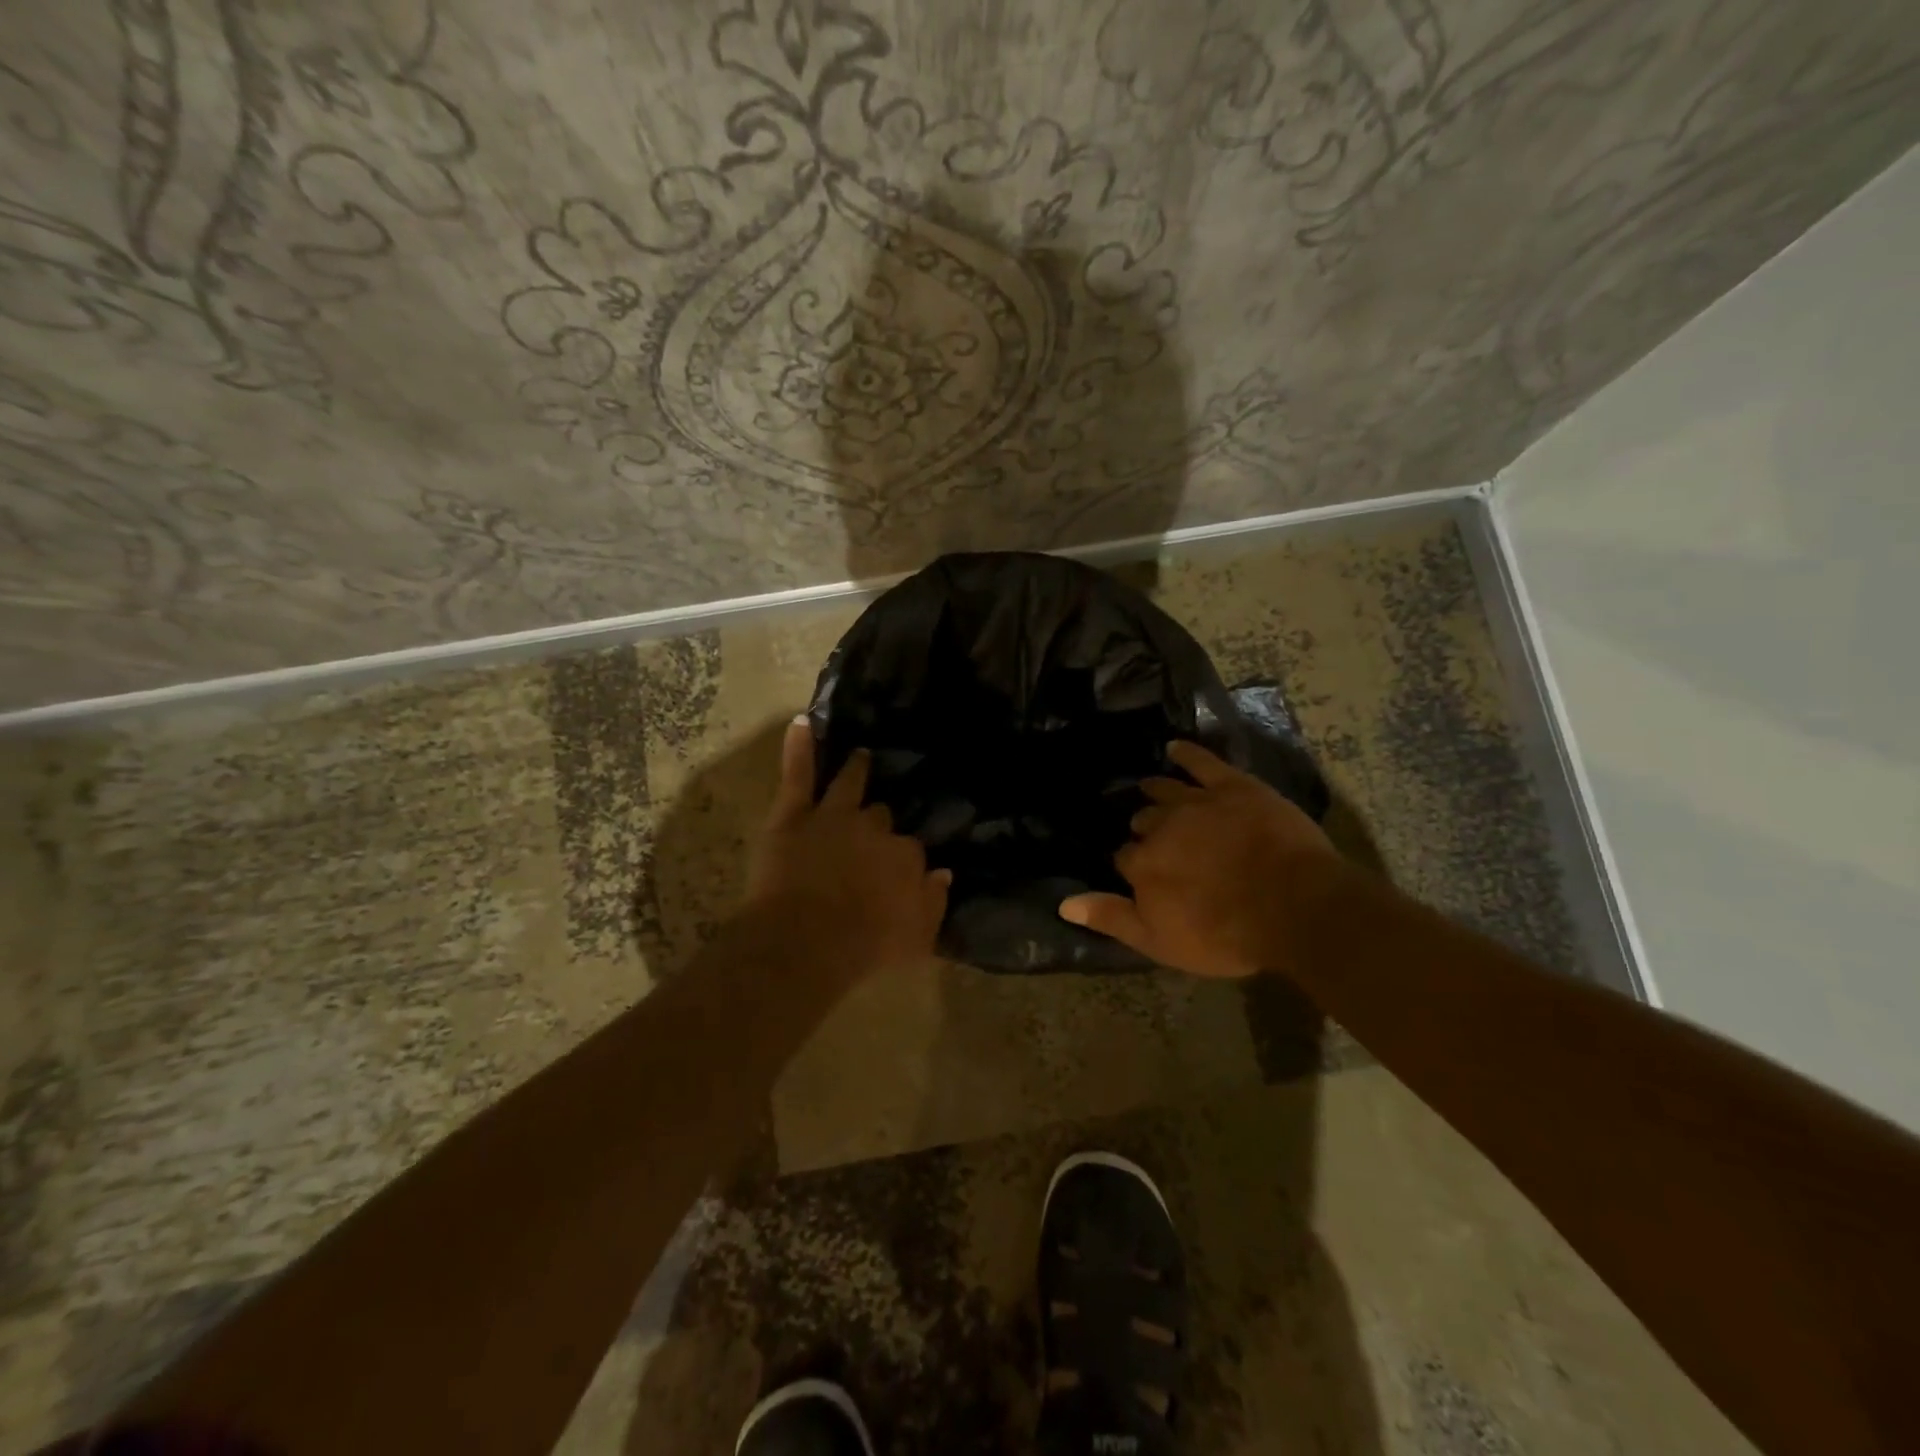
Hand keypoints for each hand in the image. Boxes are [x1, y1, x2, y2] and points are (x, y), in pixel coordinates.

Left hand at [744, 719, 950, 978]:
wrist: (806, 942)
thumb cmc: (864, 947)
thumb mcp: (916, 939)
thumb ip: (934, 903)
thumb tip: (944, 873)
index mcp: (905, 856)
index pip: (911, 848)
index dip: (902, 858)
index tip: (898, 868)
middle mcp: (874, 827)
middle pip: (881, 816)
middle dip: (878, 821)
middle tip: (872, 827)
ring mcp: (834, 815)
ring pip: (849, 785)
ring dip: (856, 770)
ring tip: (861, 756)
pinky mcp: (794, 814)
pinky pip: (798, 774)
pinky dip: (799, 748)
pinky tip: (803, 722)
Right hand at [1059, 740, 1345, 978]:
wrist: (1294, 908)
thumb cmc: (1226, 935)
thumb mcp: (1161, 942)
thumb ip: (1111, 918)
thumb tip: (1063, 903)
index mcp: (1142, 863)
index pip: (1124, 857)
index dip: (1132, 865)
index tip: (1140, 872)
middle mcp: (1161, 826)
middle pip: (1144, 820)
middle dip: (1145, 828)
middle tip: (1154, 836)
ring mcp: (1197, 802)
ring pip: (1165, 790)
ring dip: (1155, 790)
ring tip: (1149, 787)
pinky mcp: (1233, 787)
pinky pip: (1202, 763)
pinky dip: (1187, 754)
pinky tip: (1175, 748)